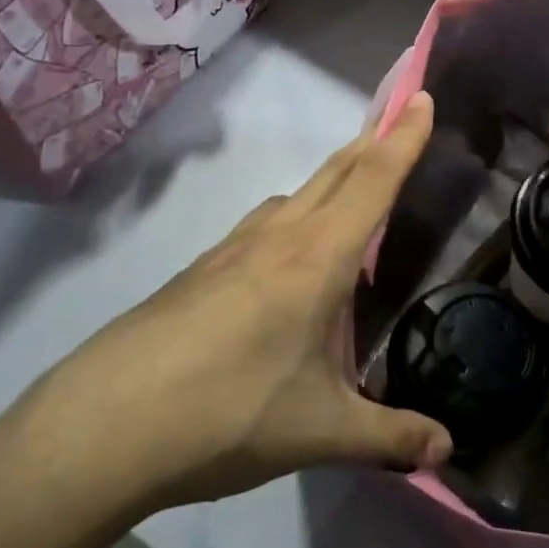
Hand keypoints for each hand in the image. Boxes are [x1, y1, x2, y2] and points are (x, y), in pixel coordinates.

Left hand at [1, 94, 453, 532]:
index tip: (422, 96)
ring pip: (295, 195)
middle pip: (334, 172)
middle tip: (399, 122)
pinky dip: (293, 218)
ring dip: (331, 181)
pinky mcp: (200, 271)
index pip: (373, 181)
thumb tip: (446, 451)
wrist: (102, 427)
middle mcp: (277, 237)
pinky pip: (263, 226)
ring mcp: (231, 249)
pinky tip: (288, 264)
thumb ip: (389, 437)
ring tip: (352, 201)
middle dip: (372, 142)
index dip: (403, 137)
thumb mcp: (320, 432)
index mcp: (317, 258)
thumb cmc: (226, 414)